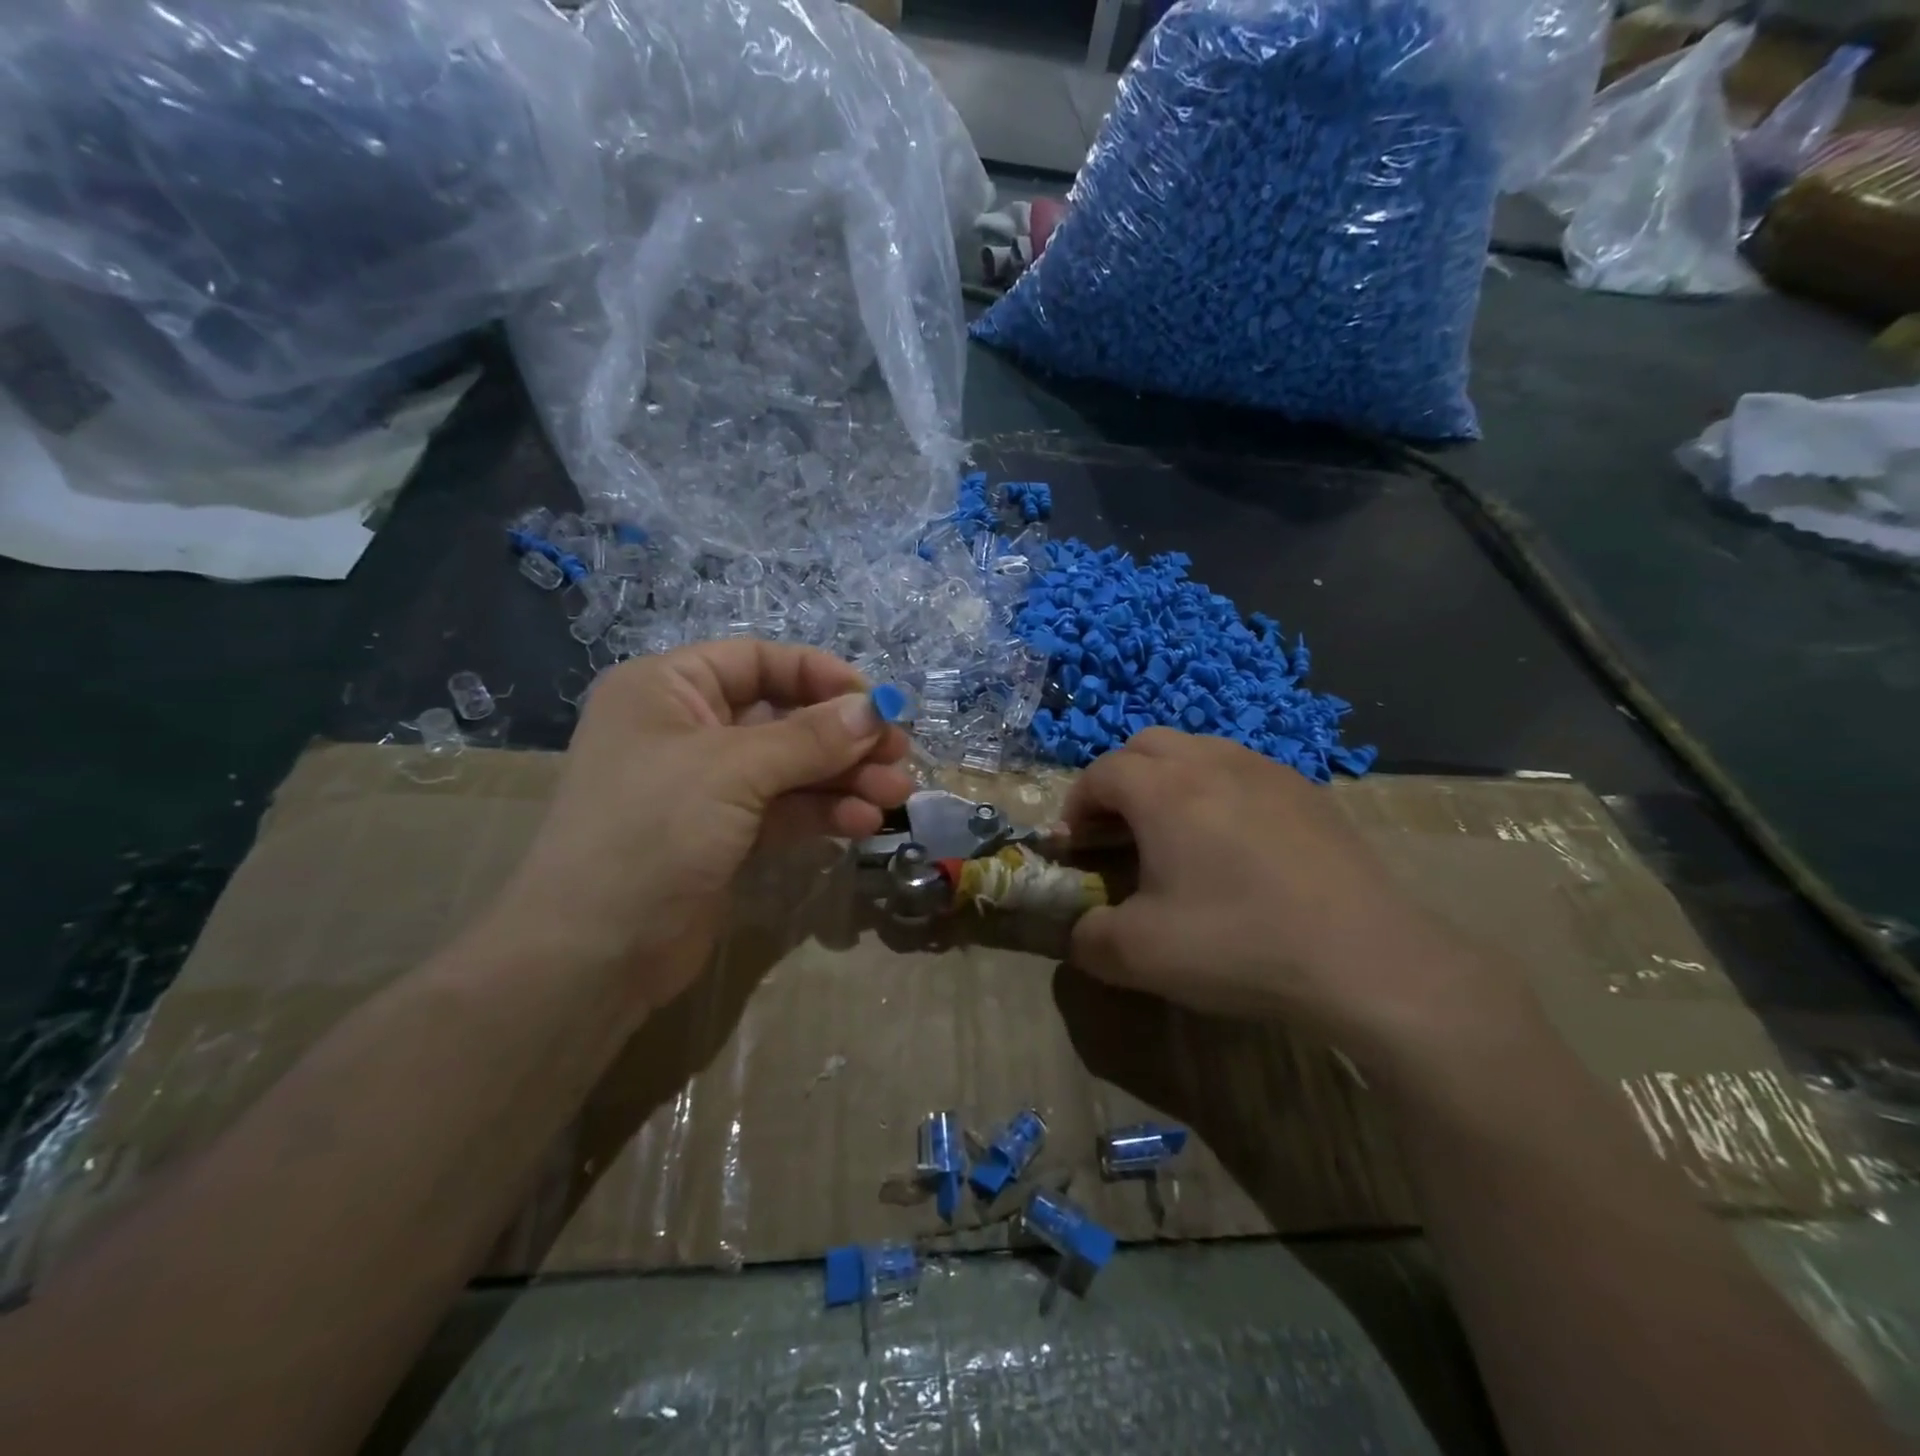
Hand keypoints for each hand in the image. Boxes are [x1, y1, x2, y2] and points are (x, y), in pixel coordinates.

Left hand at [488, 640, 912, 1021]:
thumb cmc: (651, 832)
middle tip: (900, 754)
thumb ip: (810, 738)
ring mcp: (706, 786)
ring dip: (843, 778)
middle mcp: (687, 729)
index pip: (758, 660)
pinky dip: (823, 812)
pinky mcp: (723, 835)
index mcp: (668, 689)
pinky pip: (783, 809)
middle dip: (843, 737)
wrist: (591, 955)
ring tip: (896, 795)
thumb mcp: (733, 770)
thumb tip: (877, 709)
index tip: (876, 702)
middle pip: (783, 717)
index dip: (820, 676)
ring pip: (790, 767)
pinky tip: (862, 823)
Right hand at [1064, 729, 1525, 1063]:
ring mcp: (1266, 769)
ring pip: (1197, 748)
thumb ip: (1087, 939)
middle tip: (1119, 831)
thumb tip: (1079, 932)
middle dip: (1118, 780)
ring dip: (1168, 778)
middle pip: (1145, 745)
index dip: (1076, 806)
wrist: (1365, 957)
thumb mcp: (1139, 956)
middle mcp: (1211, 762)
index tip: (1077, 847)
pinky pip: (1242, 768)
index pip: (1100, 773)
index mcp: (1163, 790)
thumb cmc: (1239, 943)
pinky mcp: (1306, 789)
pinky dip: (1216, 788)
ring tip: (1174, 831)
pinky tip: (1234, 841)